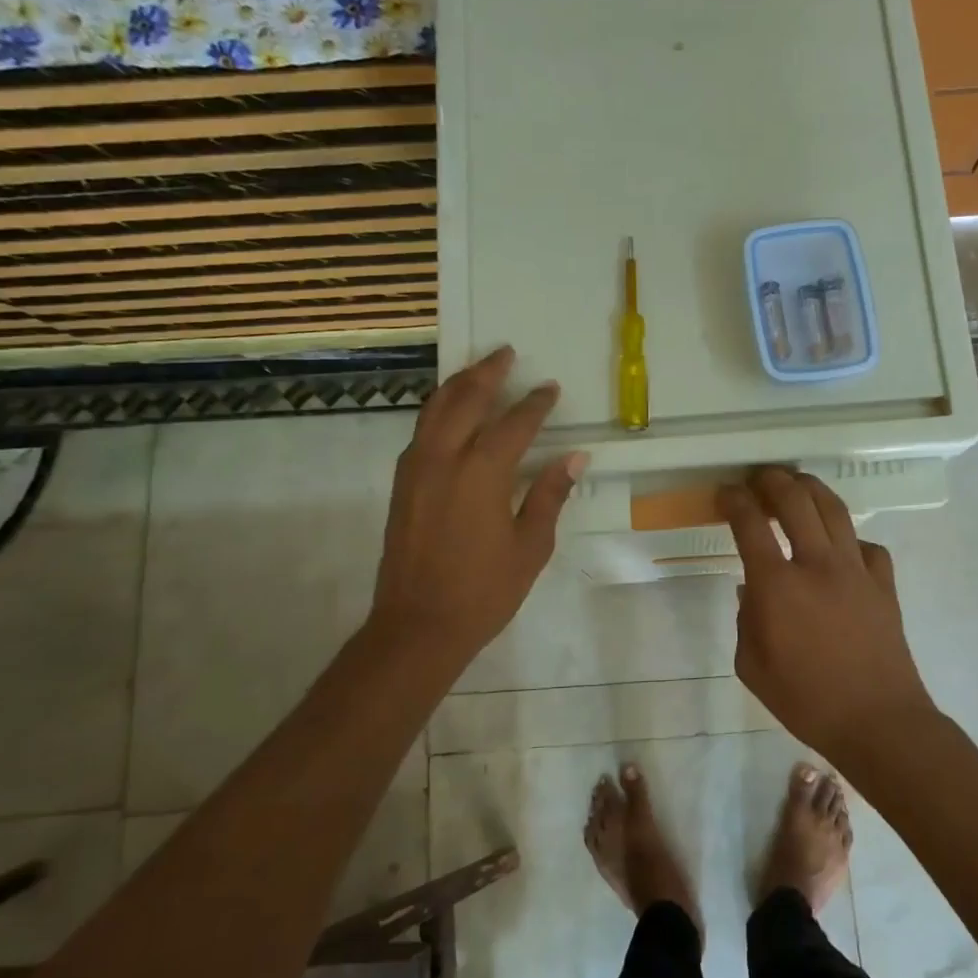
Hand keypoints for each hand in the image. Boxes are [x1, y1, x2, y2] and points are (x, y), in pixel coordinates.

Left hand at [368, 347, 584, 672]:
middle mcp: (444, 458)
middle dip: (488, 372)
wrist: (418, 625)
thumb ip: (550, 496)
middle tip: (505, 353)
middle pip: (466, 399)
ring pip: (435, 408)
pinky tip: (450, 411)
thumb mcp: (530, 547)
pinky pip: (422, 429)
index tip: (549, 388)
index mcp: (482, 473)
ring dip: (458, 383)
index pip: (514, 423)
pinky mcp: (403, 482)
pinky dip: (439, 408)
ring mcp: (417, 468)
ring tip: (478, 369)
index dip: (535, 404)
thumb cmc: (484, 591)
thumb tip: (575, 458)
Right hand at [719, 468, 934, 764]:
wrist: (877, 721)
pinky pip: (867, 545)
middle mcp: (817, 564)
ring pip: (834, 509)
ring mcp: (856, 570)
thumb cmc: (806, 701)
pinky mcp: (884, 583)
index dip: (734, 500)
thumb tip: (752, 591)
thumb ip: (746, 621)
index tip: (725, 493)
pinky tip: (841, 549)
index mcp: (777, 585)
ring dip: (811, 489)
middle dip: (772, 480)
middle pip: (795, 500)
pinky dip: (849, 539)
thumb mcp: (752, 668)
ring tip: (798, 486)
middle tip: (759, 478)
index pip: (750, 524)